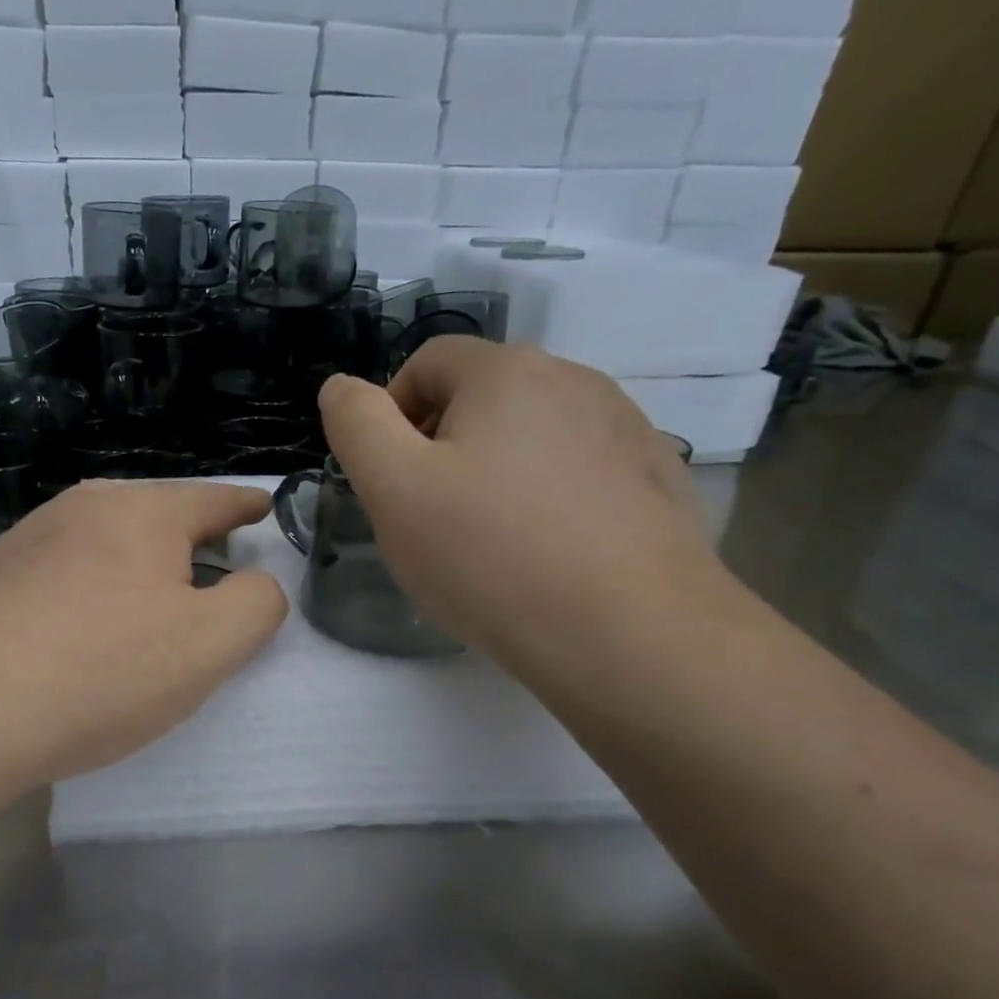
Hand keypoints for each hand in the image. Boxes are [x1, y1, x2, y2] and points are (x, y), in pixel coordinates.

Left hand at [0, 479, 287, 788]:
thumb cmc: (100, 671)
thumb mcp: (208, 645)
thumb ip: (256, 605)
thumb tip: (255, 583)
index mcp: (142, 512)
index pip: (213, 499)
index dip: (247, 507)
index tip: (264, 508)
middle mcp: (82, 508)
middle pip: (157, 518)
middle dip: (192, 542)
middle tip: (214, 578)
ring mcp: (28, 539)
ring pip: (106, 544)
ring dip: (136, 568)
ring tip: (148, 609)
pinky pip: (64, 572)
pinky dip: (91, 591)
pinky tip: (82, 630)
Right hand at [319, 338, 730, 680]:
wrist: (629, 635)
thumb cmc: (491, 556)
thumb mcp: (393, 489)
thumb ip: (356, 425)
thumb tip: (342, 387)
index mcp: (507, 371)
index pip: (427, 363)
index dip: (391, 415)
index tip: (388, 482)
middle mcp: (576, 380)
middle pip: (482, 398)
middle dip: (442, 449)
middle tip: (430, 520)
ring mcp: (626, 429)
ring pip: (532, 436)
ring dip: (496, 474)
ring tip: (490, 544)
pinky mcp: (656, 480)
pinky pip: (580, 473)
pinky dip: (549, 499)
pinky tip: (547, 555)